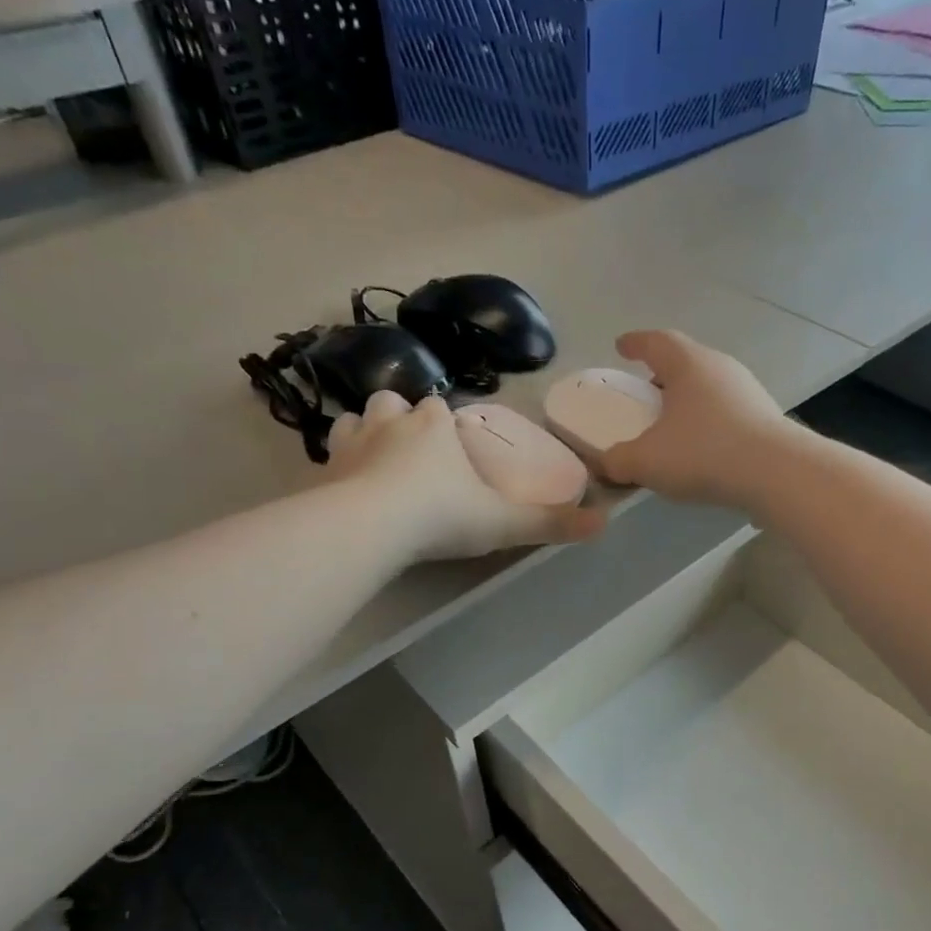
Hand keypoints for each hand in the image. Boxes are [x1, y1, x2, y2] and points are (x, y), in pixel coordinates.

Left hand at [325, 391, 604, 561]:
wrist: (372, 528)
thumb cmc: (442, 515)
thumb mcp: (503, 522)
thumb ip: (550, 523)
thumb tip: (606, 522)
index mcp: (435, 426)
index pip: (439, 409)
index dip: (444, 424)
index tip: (451, 447)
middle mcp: (392, 422)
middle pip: (395, 402)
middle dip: (402, 418)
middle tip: (412, 451)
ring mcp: (353, 442)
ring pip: (357, 418)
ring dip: (367, 431)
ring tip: (377, 459)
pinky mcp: (324, 468)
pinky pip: (329, 453)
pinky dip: (338, 461)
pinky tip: (345, 483)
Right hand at [600, 330, 800, 508]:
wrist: (775, 473)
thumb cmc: (703, 453)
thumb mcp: (646, 461)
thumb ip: (617, 461)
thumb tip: (605, 466)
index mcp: (687, 364)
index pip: (656, 341)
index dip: (635, 343)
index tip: (620, 346)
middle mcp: (719, 367)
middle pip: (684, 362)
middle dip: (661, 374)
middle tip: (644, 392)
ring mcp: (747, 391)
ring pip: (707, 387)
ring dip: (686, 400)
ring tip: (670, 423)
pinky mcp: (764, 418)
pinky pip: (725, 411)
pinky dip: (706, 421)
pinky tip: (699, 447)